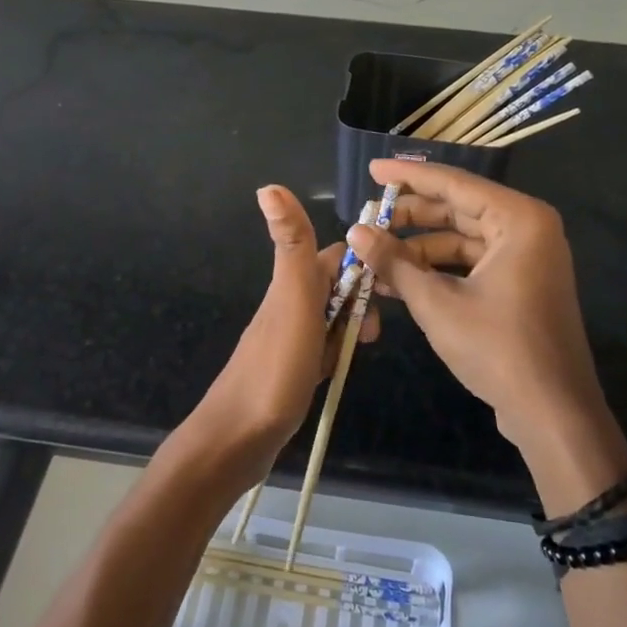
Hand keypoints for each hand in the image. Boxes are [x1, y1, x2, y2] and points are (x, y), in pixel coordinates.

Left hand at [173, 185, 374, 493]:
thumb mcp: (292, 300)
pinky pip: (323, 348)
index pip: (334, 255)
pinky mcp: (292, 369)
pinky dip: (338, 352)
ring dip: (351, 326)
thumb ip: (291, 245)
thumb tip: (268, 186)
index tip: (390, 282)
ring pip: (331, 318)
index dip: (362, 261)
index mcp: (290, 284)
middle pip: (335, 286)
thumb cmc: (274, 368)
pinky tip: (340, 368)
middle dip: (361, 298)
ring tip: (361, 350)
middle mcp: (288, 305)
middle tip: (372, 331)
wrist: (237, 440)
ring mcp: (289, 338)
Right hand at [345, 159, 626, 511]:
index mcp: (519, 219)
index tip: (372, 169)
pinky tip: (397, 282)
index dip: (408, 176)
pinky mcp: (520, 284)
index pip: (454, 183)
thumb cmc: (498, 349)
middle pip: (458, 209)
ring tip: (373, 257)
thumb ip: (394, 263)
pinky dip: (437, 270)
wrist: (553, 415)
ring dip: (418, 249)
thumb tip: (355, 232)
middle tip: (366, 219)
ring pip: (462, 238)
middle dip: (409, 217)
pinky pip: (472, 263)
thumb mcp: (437, 303)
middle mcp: (527, 229)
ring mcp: (526, 258)